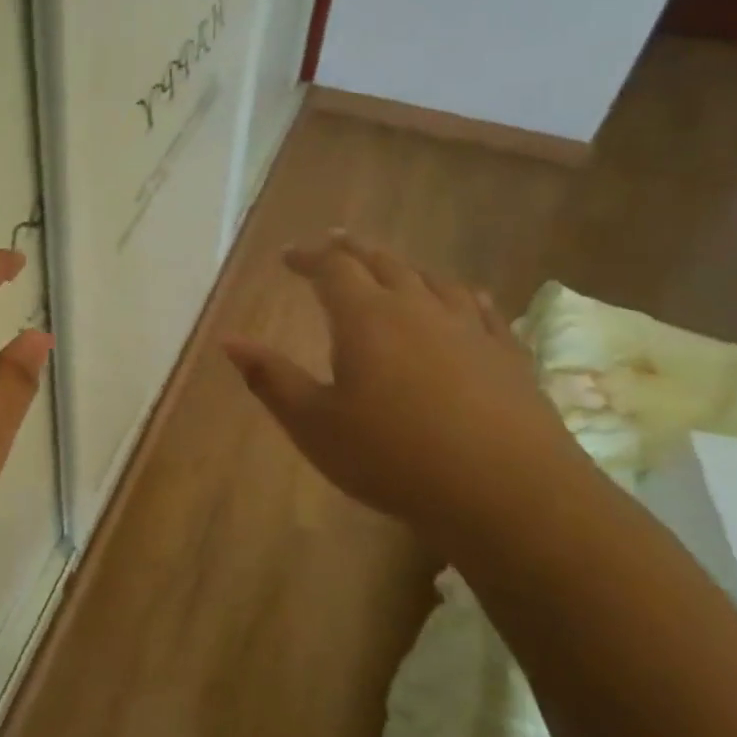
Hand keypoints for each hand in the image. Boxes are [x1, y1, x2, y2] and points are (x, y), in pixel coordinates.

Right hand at [223, 233, 583, 540]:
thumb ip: (270, 378)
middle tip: (334, 243)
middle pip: (382, 262)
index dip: (308, 257)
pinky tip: (465, 297)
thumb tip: (229, 340)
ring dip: (403, 266)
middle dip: (353, 250)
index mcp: (366, 317)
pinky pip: (481, 308)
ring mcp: (468, 327)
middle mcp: (417, 307)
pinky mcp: (506, 354)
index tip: (288, 256)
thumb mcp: (314, 424)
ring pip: (431, 278)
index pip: (332, 267)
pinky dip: (461, 294)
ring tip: (390, 266)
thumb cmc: (393, 457)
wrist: (507, 493)